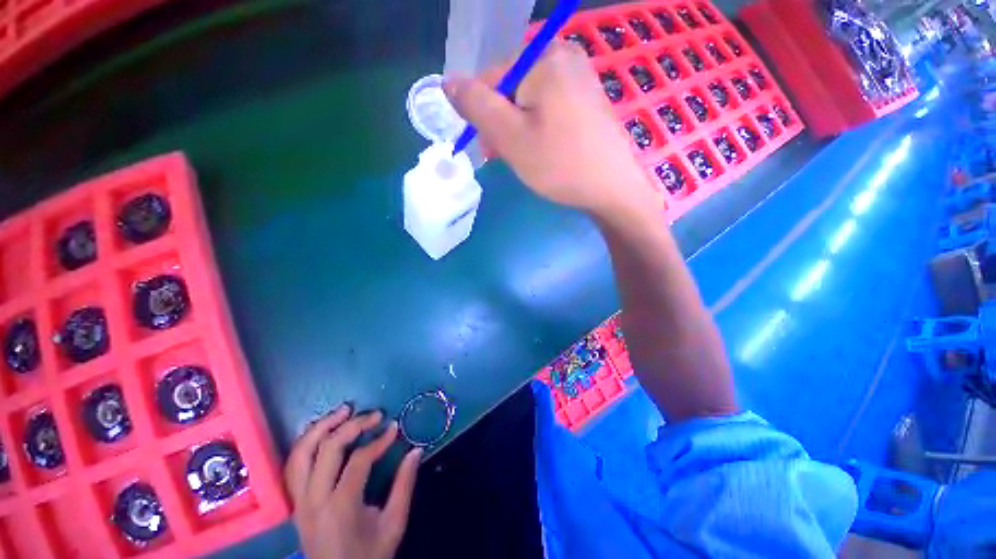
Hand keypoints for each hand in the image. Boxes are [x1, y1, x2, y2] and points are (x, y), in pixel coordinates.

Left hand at [284, 405, 422, 558]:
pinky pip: (294, 464)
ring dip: (322, 426)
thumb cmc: (368, 556)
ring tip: (344, 410)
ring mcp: (299, 501)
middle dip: (352, 425)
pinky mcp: (295, 502)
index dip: (379, 440)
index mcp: (340, 507)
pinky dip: (307, 442)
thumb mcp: (393, 524)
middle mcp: (314, 500)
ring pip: (301, 453)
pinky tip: (322, 429)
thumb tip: (416, 450)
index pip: (358, 461)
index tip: (394, 429)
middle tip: (374, 414)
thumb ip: (404, 485)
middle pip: (327, 449)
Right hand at [444, 41, 656, 218]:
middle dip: (503, 124)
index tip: (490, 150)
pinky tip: (544, 149)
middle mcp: (563, 55)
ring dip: (518, 129)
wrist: (612, 188)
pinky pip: (548, 106)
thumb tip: (448, 82)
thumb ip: (476, 105)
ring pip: (528, 100)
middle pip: (511, 88)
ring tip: (527, 157)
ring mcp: (579, 75)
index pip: (490, 78)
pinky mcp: (586, 97)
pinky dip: (538, 127)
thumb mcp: (510, 136)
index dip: (483, 116)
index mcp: (542, 57)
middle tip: (508, 156)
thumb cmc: (559, 164)